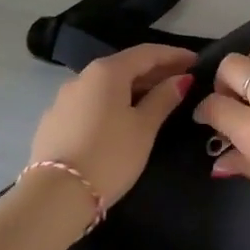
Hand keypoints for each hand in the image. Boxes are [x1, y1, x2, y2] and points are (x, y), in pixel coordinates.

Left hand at [29, 44, 196, 207]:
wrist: (55, 195)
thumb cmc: (110, 155)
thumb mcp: (144, 127)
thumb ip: (163, 98)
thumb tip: (181, 79)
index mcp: (107, 71)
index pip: (146, 53)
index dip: (173, 55)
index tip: (196, 61)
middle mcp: (82, 77)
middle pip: (125, 66)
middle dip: (154, 72)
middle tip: (180, 82)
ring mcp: (63, 99)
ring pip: (106, 86)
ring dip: (132, 88)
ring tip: (154, 101)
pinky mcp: (54, 121)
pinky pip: (90, 103)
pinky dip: (111, 104)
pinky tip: (121, 120)